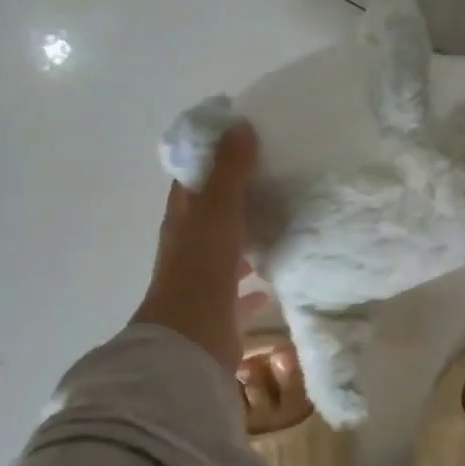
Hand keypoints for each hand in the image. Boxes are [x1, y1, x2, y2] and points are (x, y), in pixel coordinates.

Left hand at [131, 121, 261, 372]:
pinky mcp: (221, 307)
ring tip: (281, 220)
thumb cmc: (201, 266)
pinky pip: (242, 289)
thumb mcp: (217, 209)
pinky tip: (279, 275)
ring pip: (227, 249)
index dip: (211, 158)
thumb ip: (230, 171)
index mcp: (183, 218)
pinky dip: (257, 281)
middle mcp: (190, 245)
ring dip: (246, 236)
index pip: (193, 178)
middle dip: (235, 197)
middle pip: (211, 213)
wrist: (191, 339)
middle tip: (273, 177)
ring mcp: (204, 278)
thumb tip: (239, 126)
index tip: (242, 140)